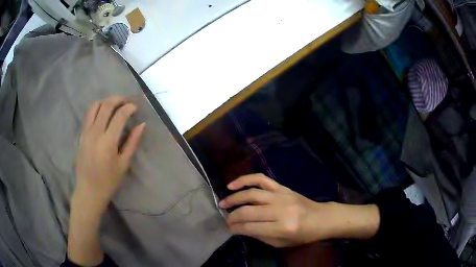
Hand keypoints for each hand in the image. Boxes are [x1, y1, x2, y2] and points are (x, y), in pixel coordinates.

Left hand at [74, 95, 144, 212]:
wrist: (89, 191)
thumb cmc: (109, 181)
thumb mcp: (124, 164)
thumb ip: (132, 142)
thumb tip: (142, 125)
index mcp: (108, 141)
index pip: (120, 115)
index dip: (129, 108)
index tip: (135, 107)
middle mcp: (95, 132)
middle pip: (106, 105)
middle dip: (118, 99)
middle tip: (127, 101)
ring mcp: (86, 132)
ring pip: (95, 106)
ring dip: (106, 101)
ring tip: (115, 105)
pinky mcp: (81, 135)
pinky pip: (88, 114)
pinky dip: (97, 108)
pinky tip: (103, 114)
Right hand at [220, 174, 379, 247]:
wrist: (321, 218)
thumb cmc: (303, 235)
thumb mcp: (282, 243)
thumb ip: (260, 236)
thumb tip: (241, 228)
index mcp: (282, 228)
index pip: (251, 227)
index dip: (236, 228)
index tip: (229, 228)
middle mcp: (280, 210)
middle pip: (249, 211)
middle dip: (233, 216)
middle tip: (225, 219)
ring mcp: (281, 196)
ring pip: (251, 194)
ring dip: (234, 198)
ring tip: (223, 203)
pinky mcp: (282, 187)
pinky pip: (261, 179)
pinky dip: (245, 180)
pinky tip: (233, 184)